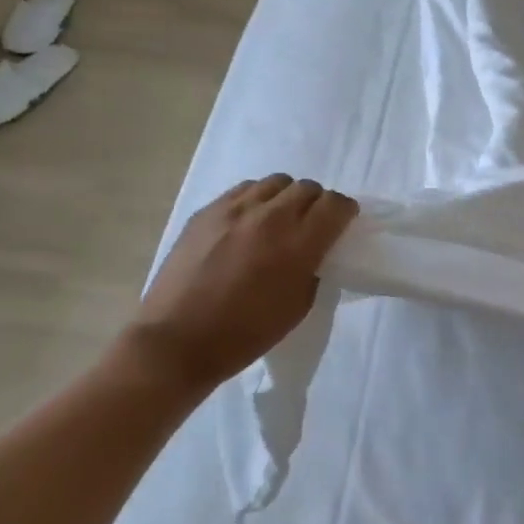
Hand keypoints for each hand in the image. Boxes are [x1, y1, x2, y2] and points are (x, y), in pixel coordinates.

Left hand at [127, 175, 357, 393]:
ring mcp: (234, 209)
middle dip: (317, 203)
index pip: (335, 205)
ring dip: (286, 197)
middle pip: (307, 188)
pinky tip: (249, 222)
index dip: (345, 212)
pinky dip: (257, 200)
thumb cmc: (244, 334)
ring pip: (275, 182)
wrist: (178, 340)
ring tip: (279, 220)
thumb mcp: (297, 308)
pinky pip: (243, 190)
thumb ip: (312, 270)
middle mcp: (269, 217)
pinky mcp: (207, 211)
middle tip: (312, 225)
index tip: (343, 223)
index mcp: (297, 245)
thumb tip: (314, 252)